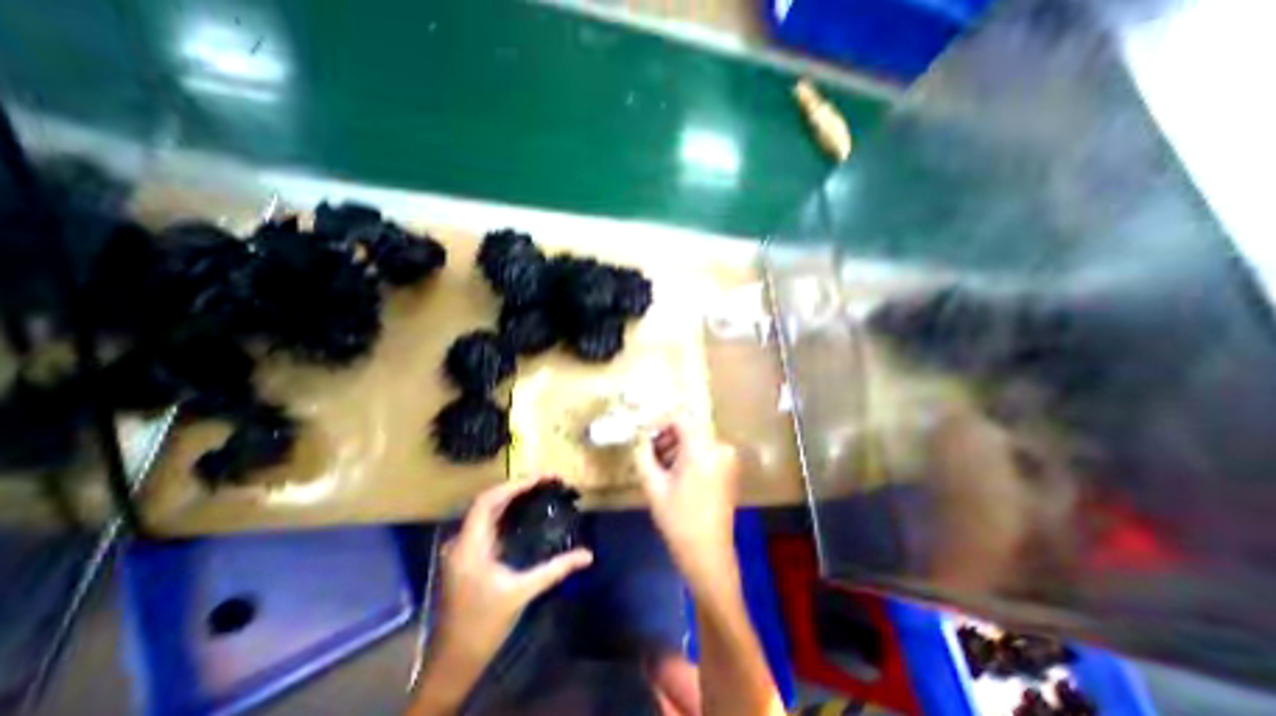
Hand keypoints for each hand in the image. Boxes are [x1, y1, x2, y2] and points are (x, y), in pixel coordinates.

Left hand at [426, 478, 590, 685]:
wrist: (453, 660)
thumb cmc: (484, 625)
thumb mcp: (522, 592)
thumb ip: (555, 569)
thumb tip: (588, 554)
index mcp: (470, 546)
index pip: (488, 501)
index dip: (513, 485)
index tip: (540, 478)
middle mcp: (462, 541)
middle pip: (487, 502)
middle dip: (516, 487)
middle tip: (545, 480)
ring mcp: (462, 548)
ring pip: (486, 512)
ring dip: (510, 498)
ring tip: (538, 489)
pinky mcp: (467, 555)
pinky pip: (486, 524)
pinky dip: (505, 512)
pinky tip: (523, 513)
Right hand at [630, 419, 738, 596]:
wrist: (708, 554)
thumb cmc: (678, 520)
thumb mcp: (653, 485)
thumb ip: (643, 455)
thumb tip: (640, 438)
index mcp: (702, 448)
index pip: (680, 418)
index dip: (659, 423)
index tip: (644, 435)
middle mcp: (719, 447)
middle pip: (689, 428)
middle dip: (666, 437)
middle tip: (649, 455)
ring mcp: (727, 459)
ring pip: (696, 440)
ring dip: (676, 448)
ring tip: (660, 468)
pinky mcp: (729, 469)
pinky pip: (705, 451)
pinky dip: (689, 456)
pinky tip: (676, 475)